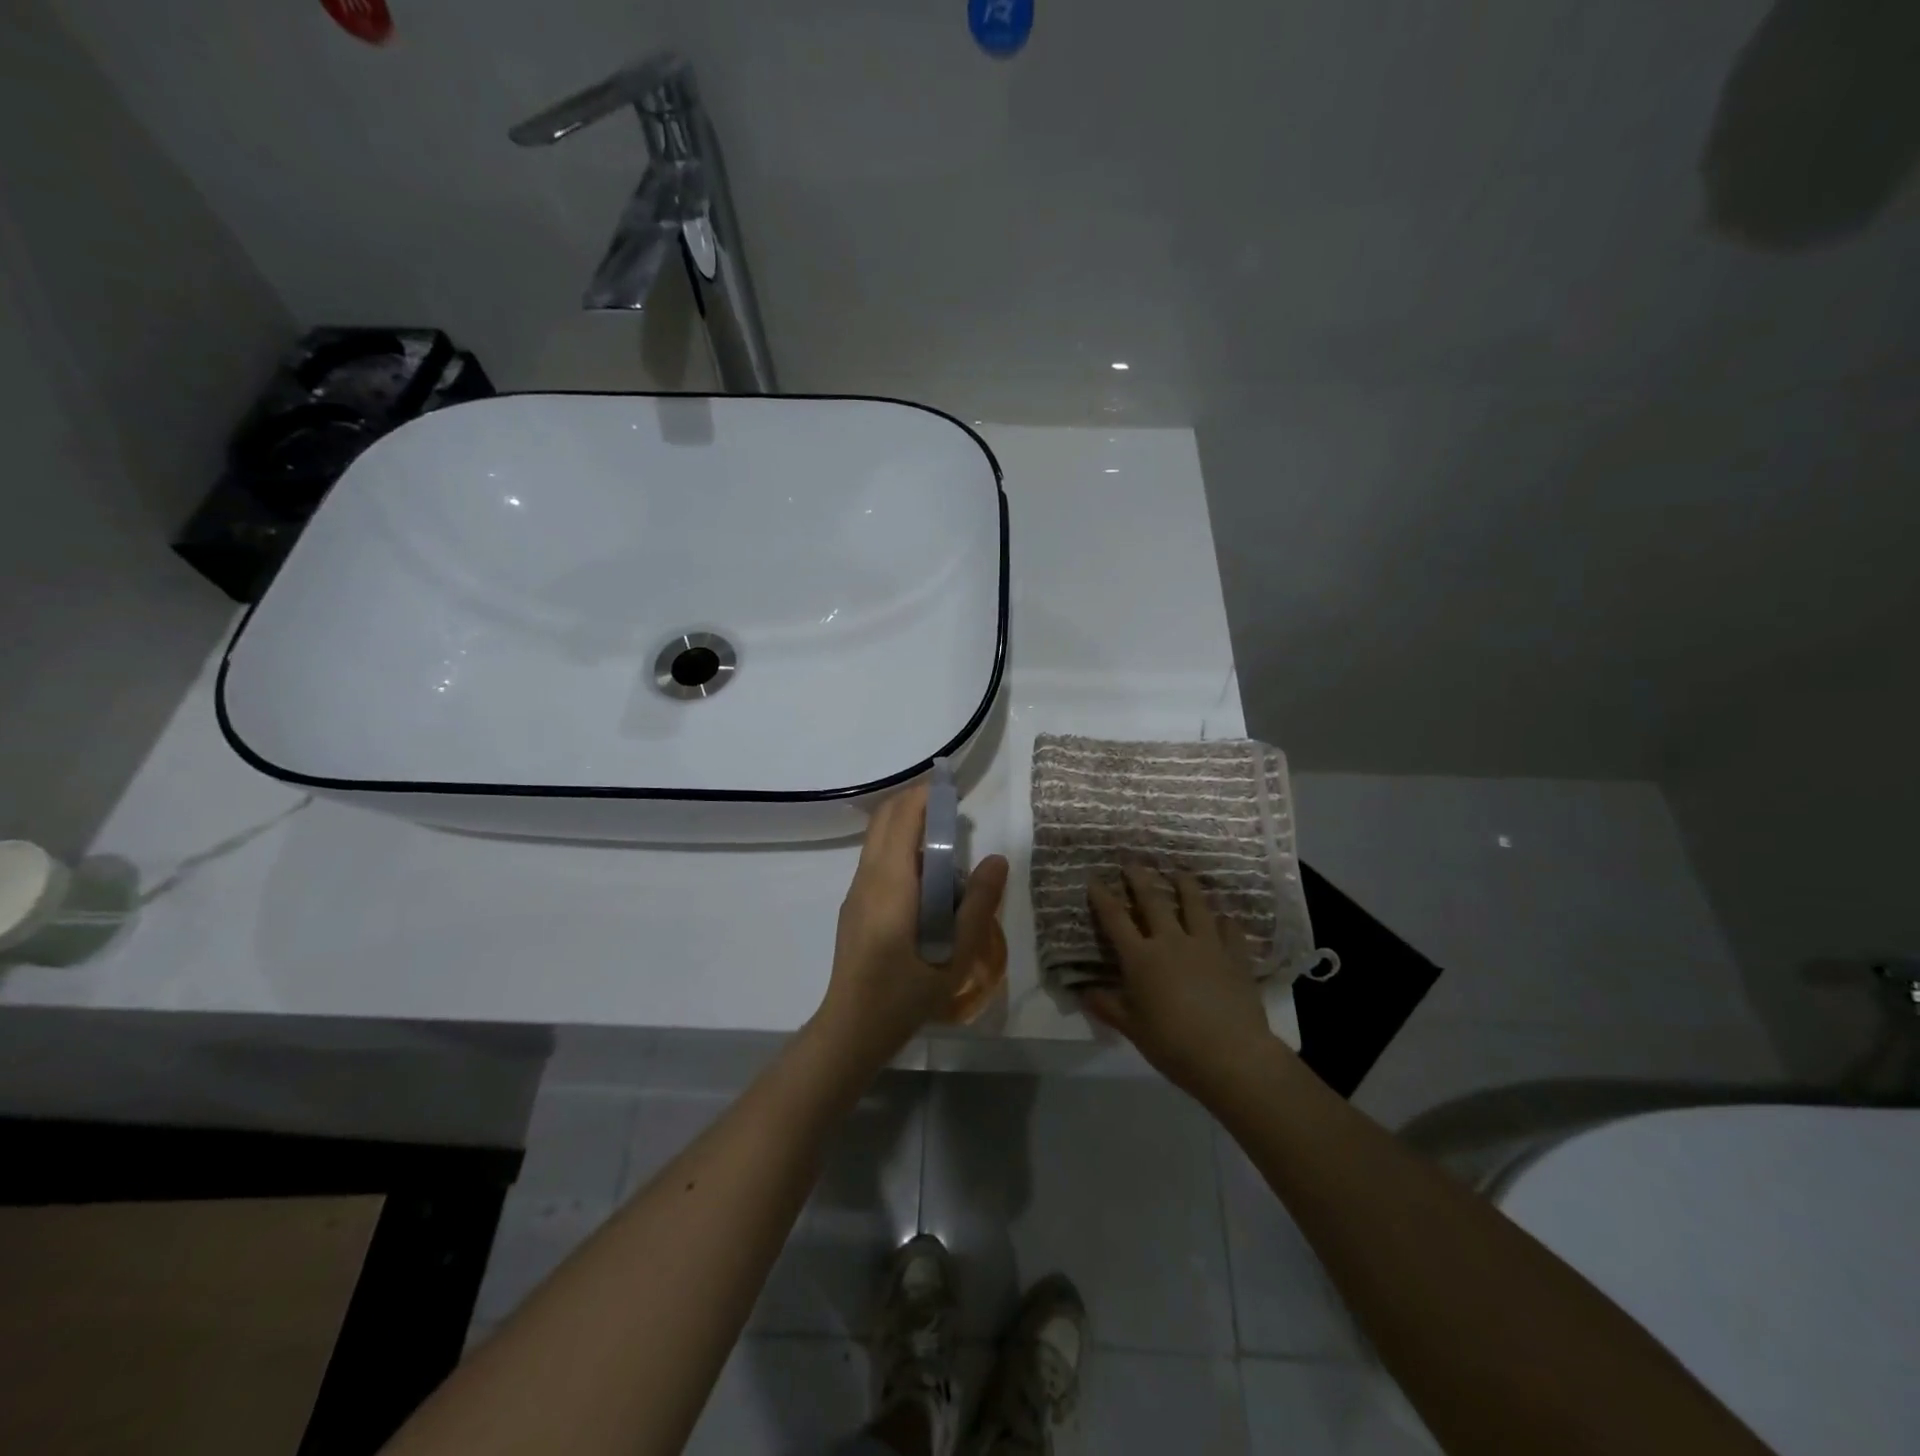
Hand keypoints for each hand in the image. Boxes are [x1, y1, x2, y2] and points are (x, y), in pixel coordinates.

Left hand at [814, 785, 1008, 1072]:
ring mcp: (856, 891)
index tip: (955, 788)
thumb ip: (978, 903)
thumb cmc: (907, 992)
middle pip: (886, 818)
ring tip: (945, 837)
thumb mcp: (956, 953)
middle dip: (917, 801)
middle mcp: (867, 876)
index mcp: (891, 881)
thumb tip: (996, 859)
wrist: (853, 1028)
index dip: (928, 795)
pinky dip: (900, 846)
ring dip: (907, 823)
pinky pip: (876, 859)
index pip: (904, 816)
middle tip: (953, 807)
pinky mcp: (854, 906)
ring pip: (878, 838)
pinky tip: (926, 874)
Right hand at [1084, 865, 1279, 1103]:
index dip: (1103, 897)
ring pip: (1194, 904)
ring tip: (1179, 872)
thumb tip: (1083, 992)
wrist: (1231, 1055)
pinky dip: (1225, 921)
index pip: (1116, 919)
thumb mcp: (1133, 1029)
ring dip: (1184, 885)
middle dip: (1140, 878)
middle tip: (1132, 862)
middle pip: (1153, 900)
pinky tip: (1225, 917)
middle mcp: (1172, 941)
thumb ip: (1108, 1007)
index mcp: (1141, 958)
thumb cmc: (1173, 1044)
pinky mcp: (1236, 956)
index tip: (1094, 879)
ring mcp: (1207, 945)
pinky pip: (1230, 930)